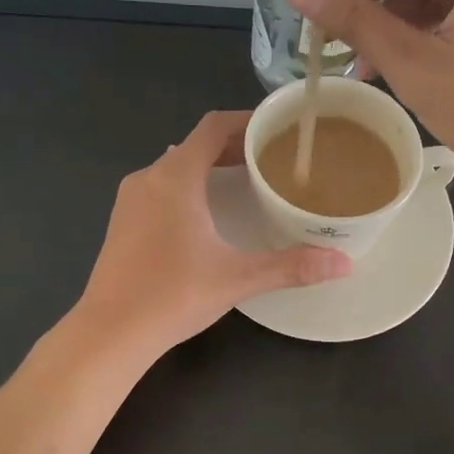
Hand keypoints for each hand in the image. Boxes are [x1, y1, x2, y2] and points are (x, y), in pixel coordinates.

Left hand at [75, 111, 350, 357]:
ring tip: (247, 183)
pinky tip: (209, 214)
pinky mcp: (123, 222)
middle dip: (235, 147)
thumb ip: (291, 267)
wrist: (109, 332)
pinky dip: (190, 187)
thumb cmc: (172, 295)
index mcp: (175, 177)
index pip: (213, 127)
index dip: (247, 121)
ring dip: (211, 168)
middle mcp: (149, 177)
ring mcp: (130, 200)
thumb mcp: (237, 278)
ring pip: (176, 167)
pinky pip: (162, 187)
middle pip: (196, 145)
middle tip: (274, 160)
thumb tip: (345, 263)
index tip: (279, 129)